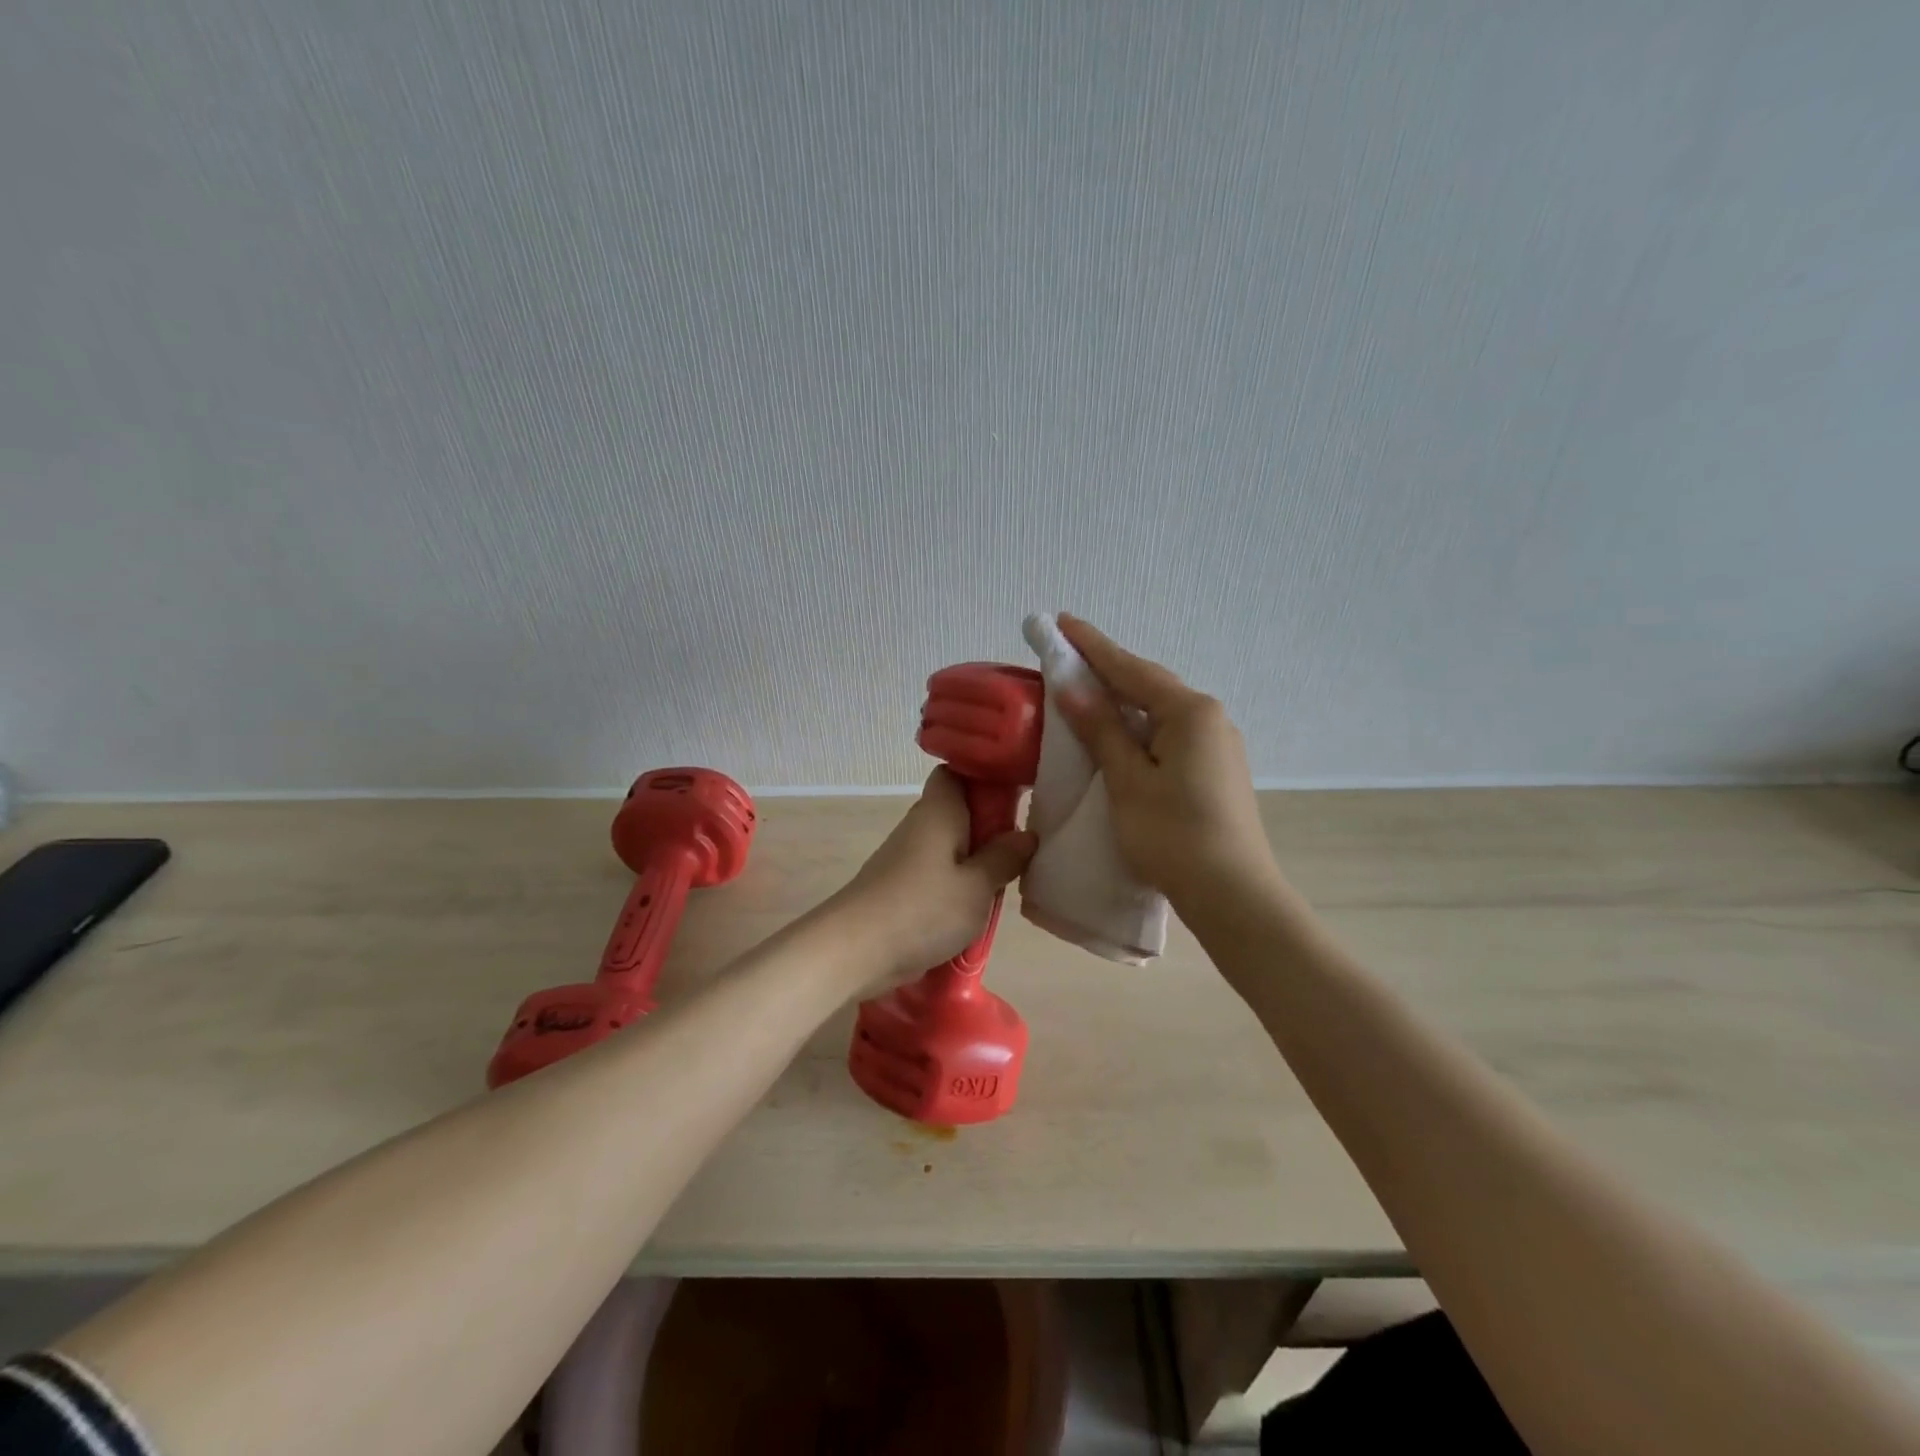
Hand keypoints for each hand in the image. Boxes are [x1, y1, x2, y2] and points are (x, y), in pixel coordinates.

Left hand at [828, 768, 1036, 993]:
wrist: (855, 949)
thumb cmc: (923, 908)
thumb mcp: (978, 886)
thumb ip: (1004, 858)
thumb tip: (1026, 835)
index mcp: (939, 810)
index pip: (957, 771)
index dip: (985, 777)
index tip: (1016, 795)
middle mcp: (920, 824)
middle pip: (958, 811)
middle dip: (989, 827)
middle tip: (1021, 849)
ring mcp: (906, 856)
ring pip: (949, 845)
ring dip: (975, 861)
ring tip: (1004, 883)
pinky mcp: (899, 885)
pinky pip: (937, 873)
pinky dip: (956, 884)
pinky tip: (974, 908)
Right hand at [1053, 615, 1278, 906]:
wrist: (1233, 895)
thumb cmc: (1173, 836)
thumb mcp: (1128, 780)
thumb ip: (1102, 730)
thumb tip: (1072, 687)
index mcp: (1189, 712)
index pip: (1130, 669)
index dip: (1092, 646)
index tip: (1062, 621)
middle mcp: (1210, 718)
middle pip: (1150, 684)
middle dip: (1109, 669)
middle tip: (1069, 655)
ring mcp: (1219, 744)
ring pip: (1161, 711)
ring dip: (1125, 700)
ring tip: (1090, 692)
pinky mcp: (1217, 770)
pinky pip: (1171, 734)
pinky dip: (1141, 727)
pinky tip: (1123, 736)